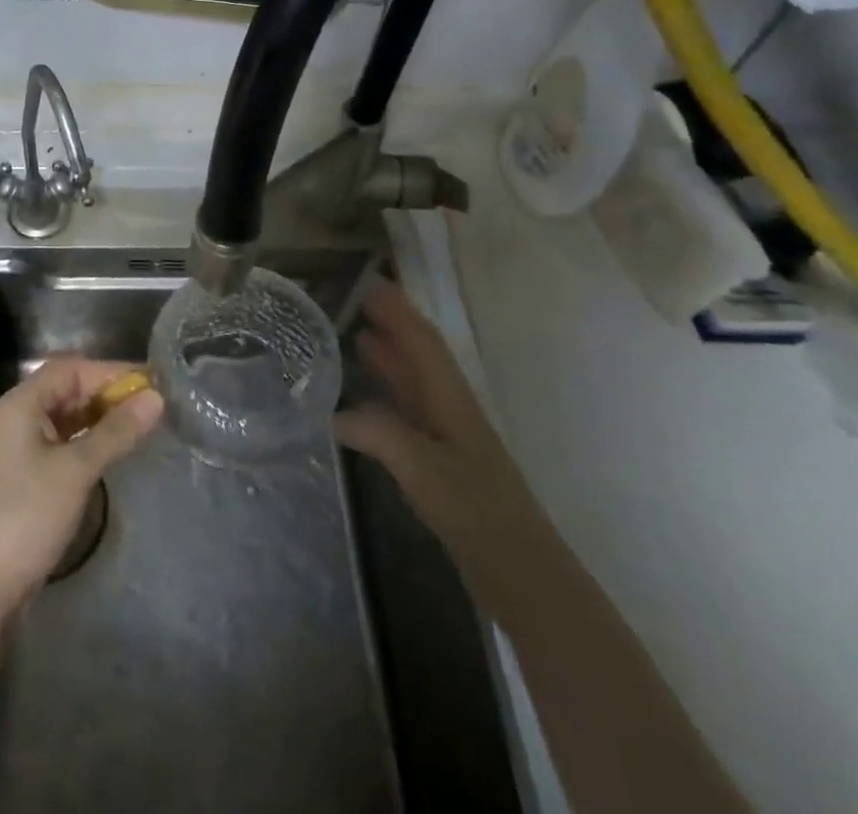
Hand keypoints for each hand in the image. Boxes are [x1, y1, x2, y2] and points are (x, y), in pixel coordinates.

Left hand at [0, 358, 161, 616]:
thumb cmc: (27, 515)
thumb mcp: (77, 469)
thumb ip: (116, 431)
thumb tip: (155, 398)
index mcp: (20, 403)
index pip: (70, 369)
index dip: (110, 371)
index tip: (150, 381)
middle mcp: (15, 417)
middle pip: (66, 389)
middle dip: (106, 394)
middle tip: (150, 405)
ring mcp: (16, 447)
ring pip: (64, 417)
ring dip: (98, 419)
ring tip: (138, 426)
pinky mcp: (21, 475)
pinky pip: (59, 443)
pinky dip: (85, 441)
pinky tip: (111, 452)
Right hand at [335, 279, 554, 604]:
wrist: (523, 574)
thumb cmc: (479, 514)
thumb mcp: (426, 471)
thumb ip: (382, 435)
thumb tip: (335, 414)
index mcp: (451, 401)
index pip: (422, 343)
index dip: (398, 311)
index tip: (372, 282)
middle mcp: (450, 410)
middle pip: (420, 357)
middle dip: (393, 326)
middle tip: (357, 302)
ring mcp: (448, 439)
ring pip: (415, 384)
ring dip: (390, 357)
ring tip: (357, 336)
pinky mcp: (442, 465)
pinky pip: (408, 413)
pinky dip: (387, 395)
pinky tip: (365, 403)